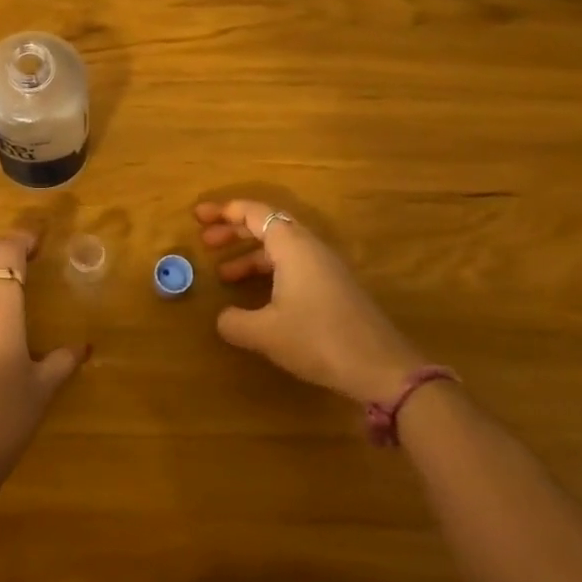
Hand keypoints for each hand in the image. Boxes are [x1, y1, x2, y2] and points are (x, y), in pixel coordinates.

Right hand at [194, 199, 423, 403]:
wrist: (382, 369)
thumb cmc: (319, 339)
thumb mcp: (266, 333)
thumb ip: (235, 322)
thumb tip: (222, 318)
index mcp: (293, 247)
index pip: (254, 213)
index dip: (224, 212)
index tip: (198, 217)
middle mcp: (310, 248)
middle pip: (268, 226)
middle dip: (234, 232)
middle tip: (205, 242)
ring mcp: (326, 268)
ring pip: (281, 249)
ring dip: (250, 256)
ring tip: (224, 275)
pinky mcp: (334, 289)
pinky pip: (293, 266)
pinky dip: (268, 271)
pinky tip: (257, 296)